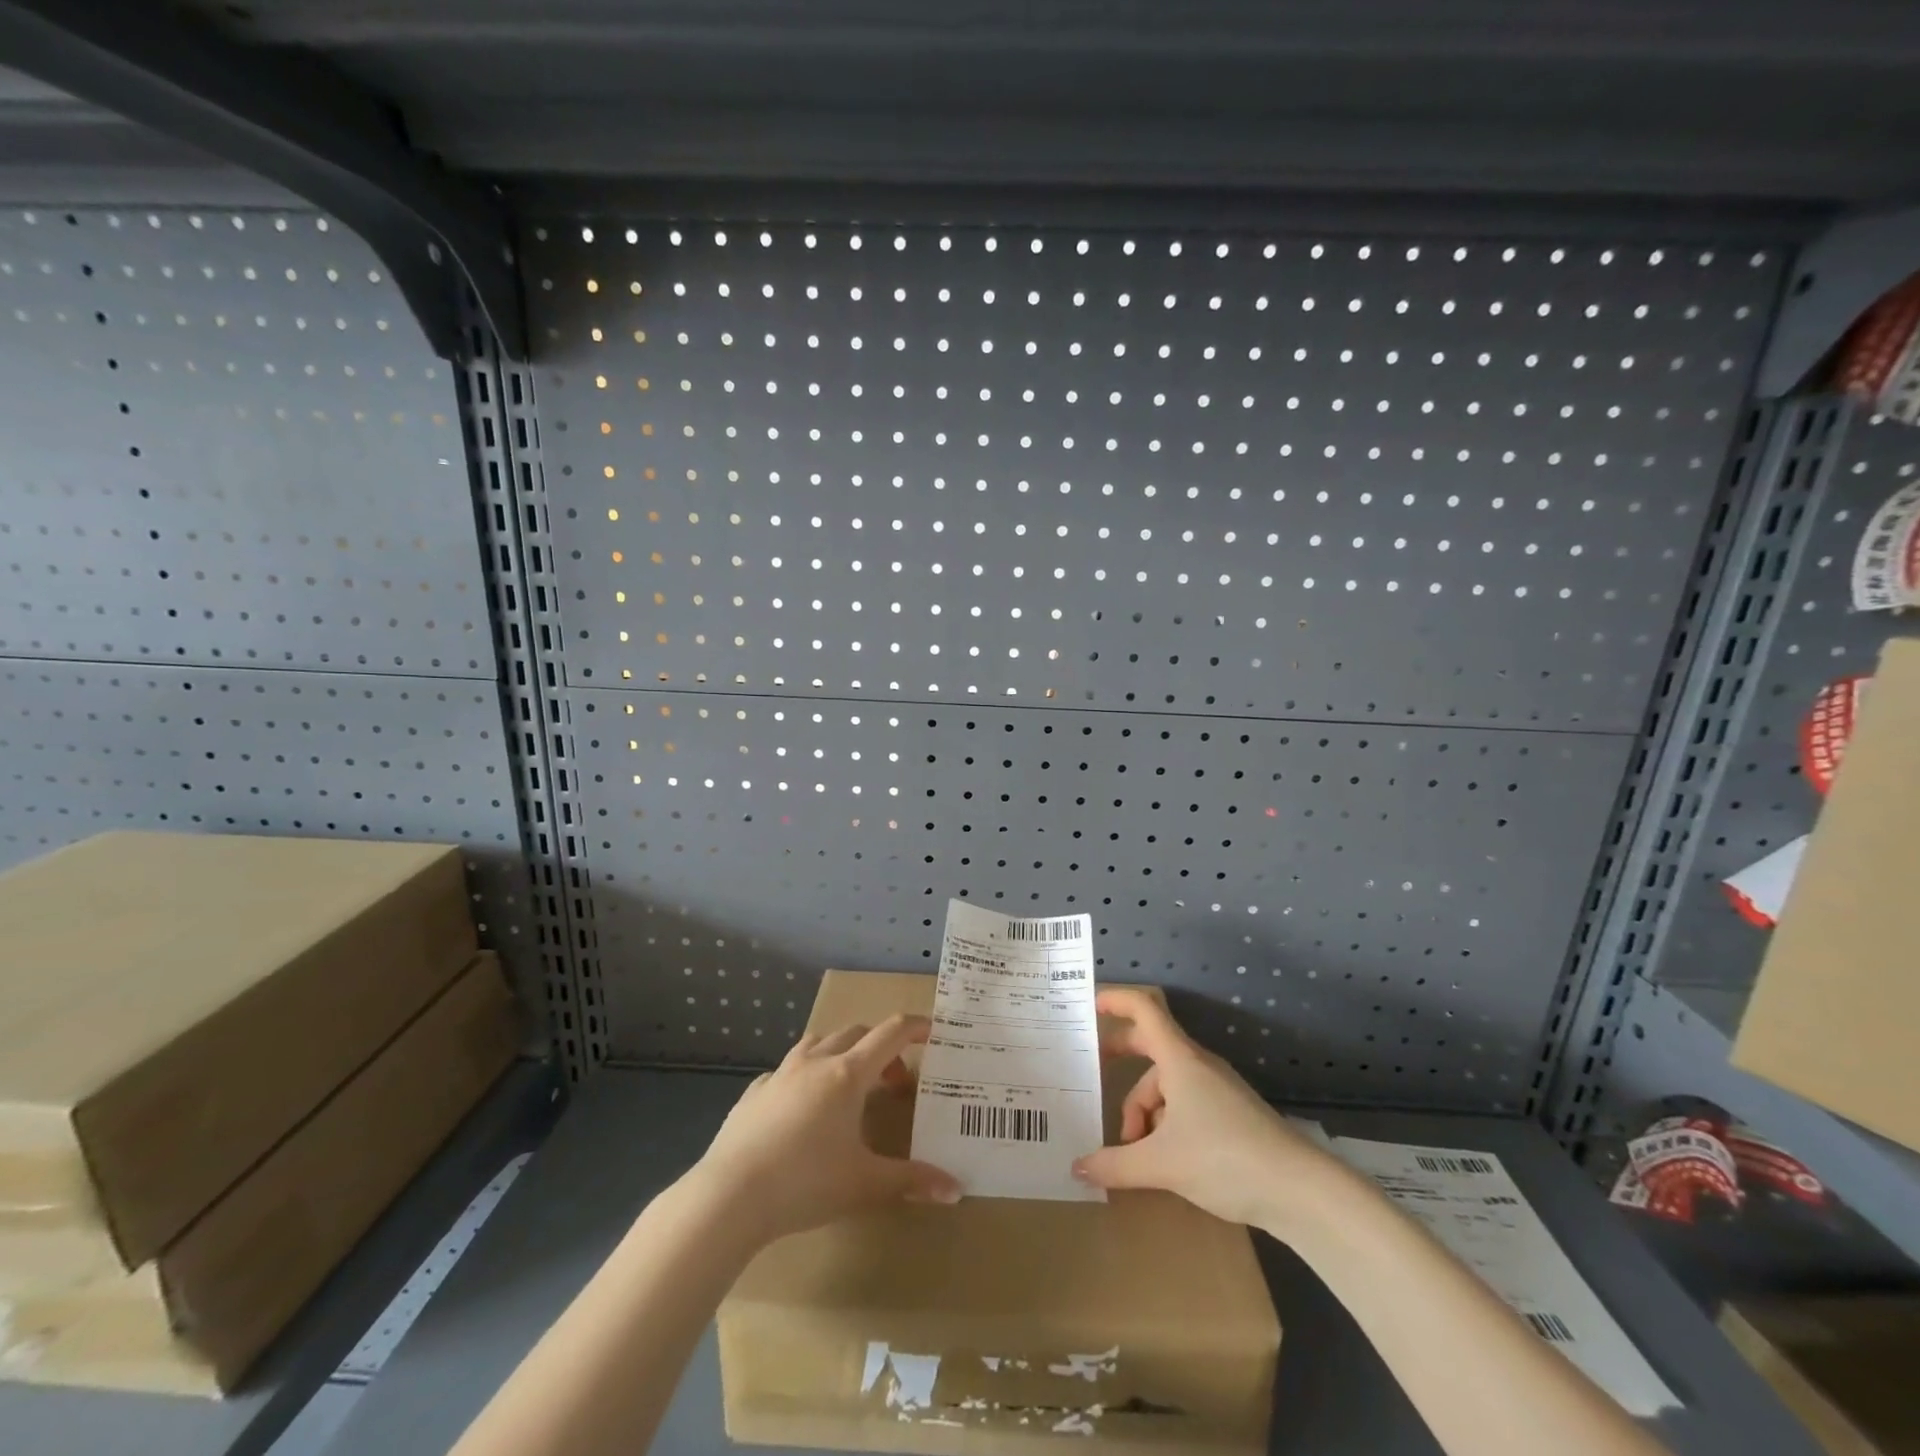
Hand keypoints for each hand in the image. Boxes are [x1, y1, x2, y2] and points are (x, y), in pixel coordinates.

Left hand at [691, 1015, 960, 1244]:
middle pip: (857, 1033)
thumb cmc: (806, 1184)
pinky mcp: (754, 1092)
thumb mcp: (865, 1185)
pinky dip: (804, 1077)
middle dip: (881, 1049)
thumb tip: (956, 1190)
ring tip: (848, 1088)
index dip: (916, 1026)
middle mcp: (816, 1062)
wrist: (728, 1197)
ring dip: (841, 1053)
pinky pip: (786, 1070)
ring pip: (819, 1042)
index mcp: (848, 1074)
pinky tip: (801, 1108)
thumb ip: (912, 1181)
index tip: (934, 1032)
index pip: (891, 1033)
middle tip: (893, 1083)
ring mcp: (780, 1073)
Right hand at [1071, 988, 1352, 1233]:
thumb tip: (1078, 1167)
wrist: (1300, 1191)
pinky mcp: (1229, 1113)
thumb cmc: (1226, 1159)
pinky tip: (1161, 1157)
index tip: (1088, 1006)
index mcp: (1179, 1059)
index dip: (1115, 999)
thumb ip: (1115, 1164)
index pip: (1143, 1008)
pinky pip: (1183, 1102)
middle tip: (1093, 1072)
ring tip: (1133, 1150)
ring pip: (1165, 1083)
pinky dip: (1164, 1121)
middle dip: (1120, 1056)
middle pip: (1150, 1044)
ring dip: (1143, 1109)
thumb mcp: (1162, 1164)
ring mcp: (1216, 1088)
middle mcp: (1196, 1064)